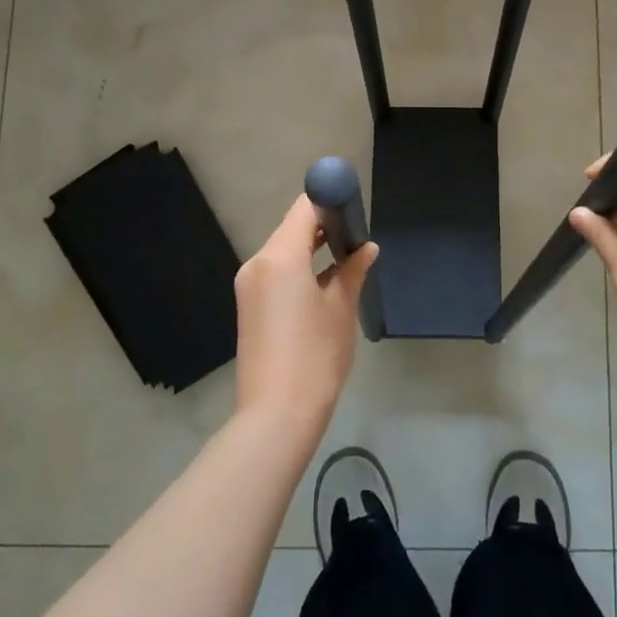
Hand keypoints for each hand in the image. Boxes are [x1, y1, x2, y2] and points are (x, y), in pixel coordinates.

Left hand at [234, 195, 377, 431]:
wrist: (276, 415)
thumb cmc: (316, 356)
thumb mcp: (342, 309)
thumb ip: (353, 270)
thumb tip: (367, 248)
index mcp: (279, 257)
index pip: (305, 208)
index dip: (331, 202)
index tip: (356, 209)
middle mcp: (258, 263)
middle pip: (292, 227)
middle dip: (324, 226)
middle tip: (357, 236)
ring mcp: (249, 285)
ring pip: (284, 250)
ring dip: (312, 248)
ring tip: (347, 259)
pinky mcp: (250, 305)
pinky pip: (276, 272)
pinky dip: (299, 268)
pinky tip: (325, 282)